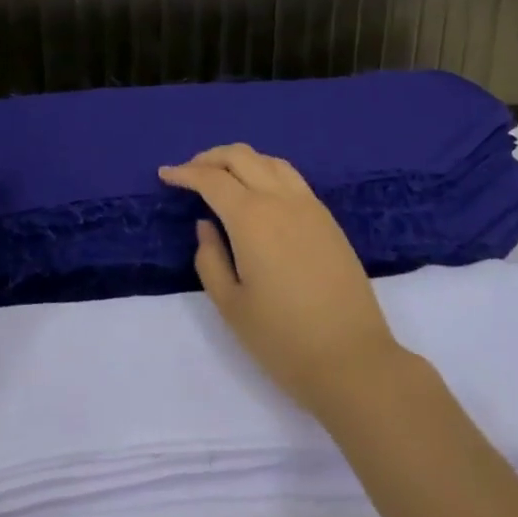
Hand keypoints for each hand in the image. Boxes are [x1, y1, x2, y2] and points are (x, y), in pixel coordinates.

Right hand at [160, 143, 406, 419]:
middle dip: (209, 157)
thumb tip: (206, 225)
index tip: (165, 175)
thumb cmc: (283, 339)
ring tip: (221, 176)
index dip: (185, 173)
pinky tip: (258, 189)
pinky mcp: (327, 218)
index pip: (211, 179)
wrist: (352, 359)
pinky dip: (265, 169)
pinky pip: (290, 176)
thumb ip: (210, 258)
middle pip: (240, 157)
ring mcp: (308, 205)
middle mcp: (280, 199)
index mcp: (251, 217)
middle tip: (188, 171)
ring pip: (269, 160)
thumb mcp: (231, 305)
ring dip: (239, 159)